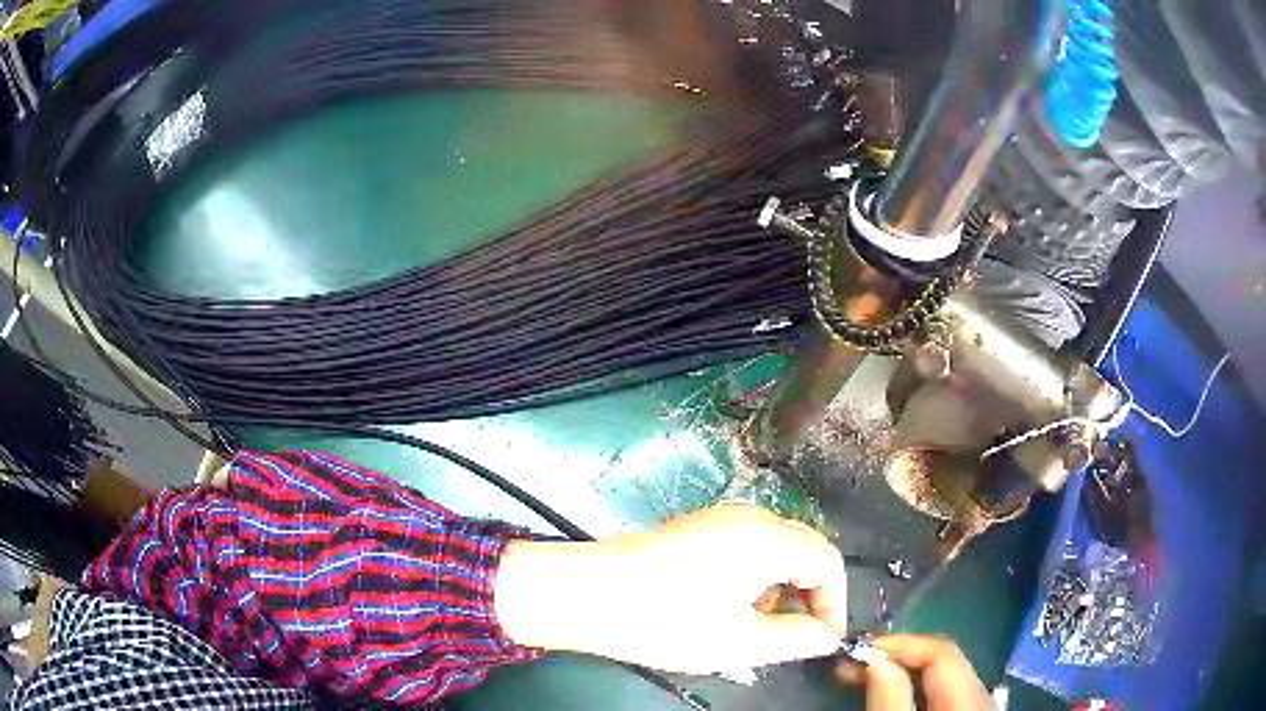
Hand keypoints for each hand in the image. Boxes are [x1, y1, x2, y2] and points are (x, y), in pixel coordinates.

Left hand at [494, 504, 847, 673]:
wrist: (588, 593)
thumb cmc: (667, 620)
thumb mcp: (740, 642)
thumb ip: (796, 639)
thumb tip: (825, 636)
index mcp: (769, 539)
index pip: (828, 562)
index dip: (835, 602)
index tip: (825, 637)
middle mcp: (750, 517)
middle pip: (806, 547)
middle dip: (811, 591)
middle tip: (799, 631)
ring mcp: (720, 516)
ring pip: (777, 545)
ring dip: (783, 582)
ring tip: (760, 619)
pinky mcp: (697, 525)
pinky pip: (748, 543)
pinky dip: (756, 572)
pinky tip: (730, 601)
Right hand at [836, 635, 992, 710]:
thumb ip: (891, 700)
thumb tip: (874, 657)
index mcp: (969, 696)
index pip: (941, 650)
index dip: (900, 643)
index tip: (859, 647)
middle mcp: (981, 692)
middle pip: (943, 658)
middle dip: (897, 655)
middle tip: (853, 661)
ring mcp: (978, 703)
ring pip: (943, 673)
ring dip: (904, 668)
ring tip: (867, 673)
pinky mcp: (968, 710)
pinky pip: (945, 687)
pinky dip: (917, 683)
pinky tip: (896, 689)